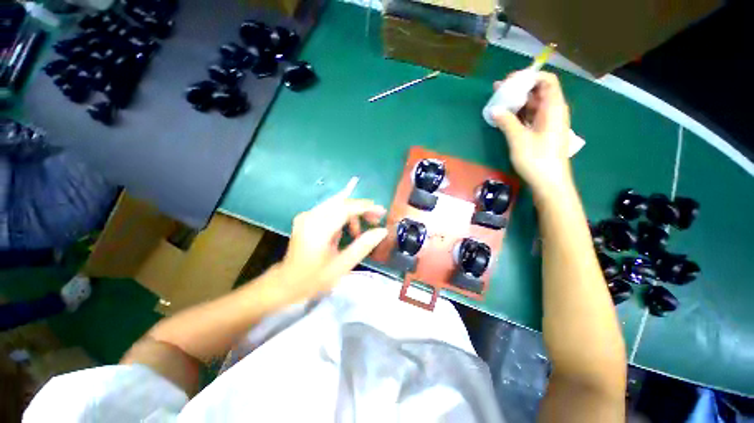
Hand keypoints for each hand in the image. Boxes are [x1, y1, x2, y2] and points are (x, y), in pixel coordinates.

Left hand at [271, 178, 387, 303]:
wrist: (286, 282)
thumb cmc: (314, 279)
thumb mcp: (342, 265)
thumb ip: (363, 246)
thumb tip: (382, 231)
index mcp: (318, 229)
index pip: (346, 208)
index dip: (366, 207)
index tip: (382, 212)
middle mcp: (310, 216)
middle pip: (342, 202)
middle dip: (361, 208)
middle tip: (375, 221)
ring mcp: (306, 215)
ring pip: (337, 204)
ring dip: (353, 213)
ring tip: (359, 232)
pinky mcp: (306, 217)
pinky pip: (330, 209)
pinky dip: (343, 216)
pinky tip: (347, 231)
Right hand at [492, 71, 572, 195]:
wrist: (549, 182)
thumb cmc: (537, 159)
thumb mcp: (519, 139)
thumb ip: (507, 122)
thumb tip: (494, 110)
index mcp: (554, 108)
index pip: (547, 81)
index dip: (530, 77)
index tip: (510, 81)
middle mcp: (553, 112)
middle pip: (539, 92)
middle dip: (519, 88)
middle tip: (498, 90)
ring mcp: (548, 123)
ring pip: (533, 105)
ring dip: (517, 102)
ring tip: (498, 102)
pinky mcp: (542, 133)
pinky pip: (531, 117)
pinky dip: (519, 114)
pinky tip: (505, 117)